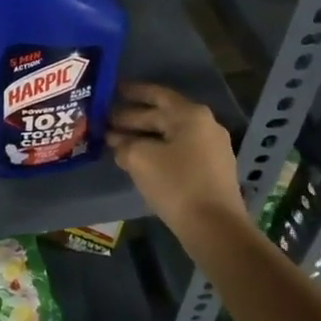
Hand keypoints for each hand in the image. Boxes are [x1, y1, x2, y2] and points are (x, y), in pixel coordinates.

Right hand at [108, 82, 245, 234]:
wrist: (215, 229)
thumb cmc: (176, 184)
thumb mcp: (140, 159)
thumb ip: (123, 144)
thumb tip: (115, 140)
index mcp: (190, 114)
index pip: (155, 94)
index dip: (131, 92)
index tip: (110, 91)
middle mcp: (205, 125)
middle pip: (162, 115)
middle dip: (132, 118)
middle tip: (105, 122)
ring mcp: (212, 148)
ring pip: (170, 135)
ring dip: (143, 137)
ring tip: (116, 142)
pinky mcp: (212, 170)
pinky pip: (179, 151)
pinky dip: (158, 151)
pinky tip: (139, 161)